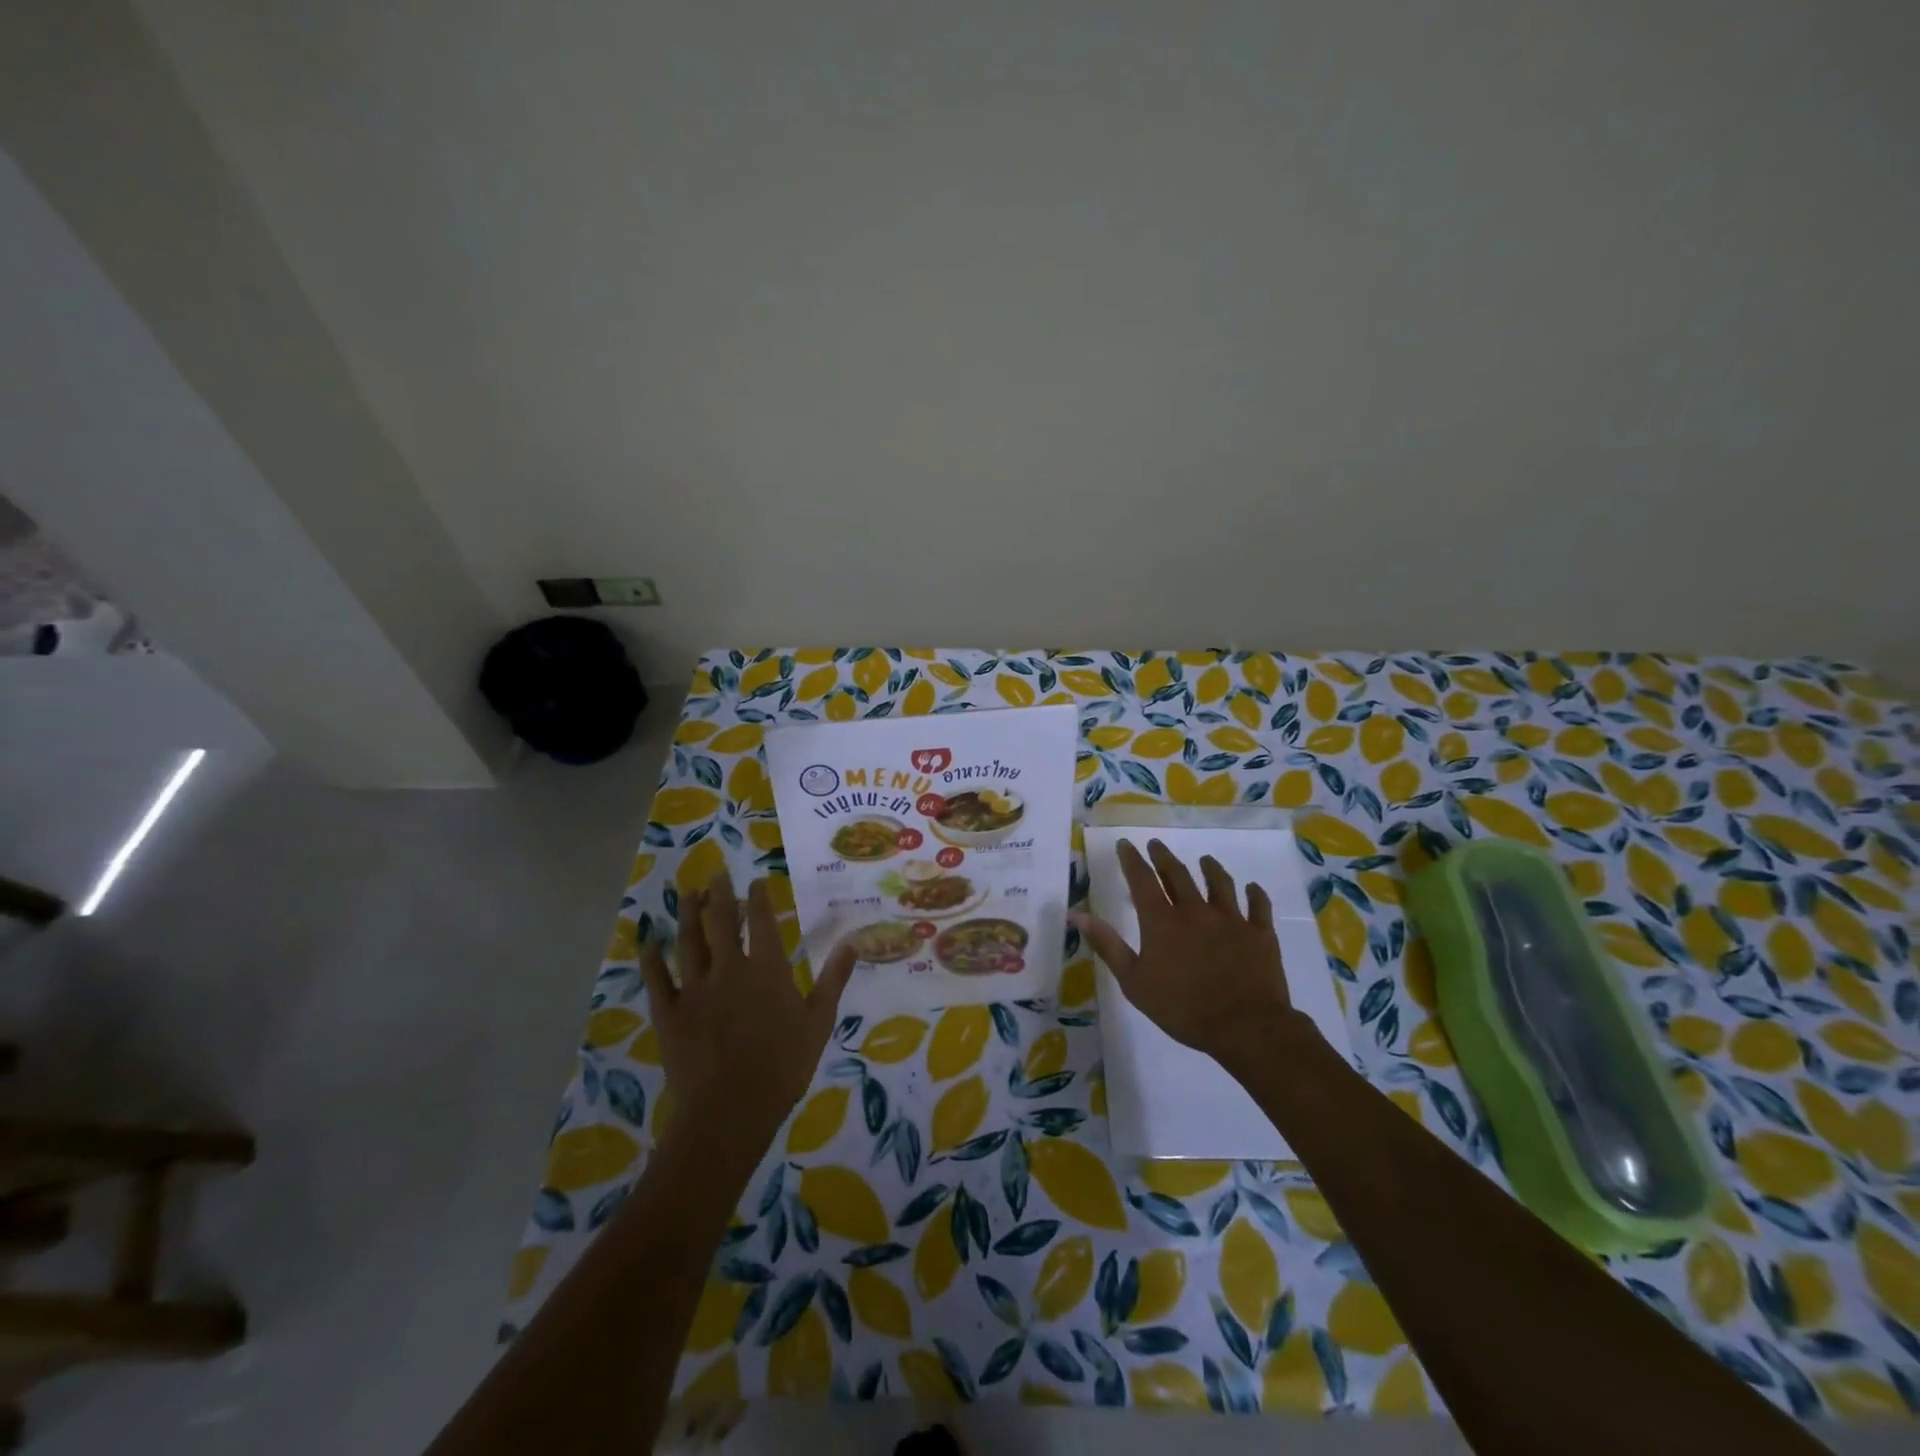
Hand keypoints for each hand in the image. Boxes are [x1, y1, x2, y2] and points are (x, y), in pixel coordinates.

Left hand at [640, 871, 854, 1157]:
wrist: (730, 1111)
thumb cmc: (783, 1066)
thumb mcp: (819, 1022)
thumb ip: (833, 978)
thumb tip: (853, 941)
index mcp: (766, 969)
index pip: (762, 921)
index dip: (759, 896)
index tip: (756, 880)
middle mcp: (728, 968)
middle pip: (721, 921)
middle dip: (719, 893)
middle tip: (716, 872)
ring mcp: (694, 989)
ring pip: (688, 941)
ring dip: (688, 914)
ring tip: (688, 892)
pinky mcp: (669, 1013)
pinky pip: (657, 978)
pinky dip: (652, 958)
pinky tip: (649, 940)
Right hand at [1070, 838, 1302, 1068]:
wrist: (1245, 1027)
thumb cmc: (1183, 1008)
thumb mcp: (1134, 982)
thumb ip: (1107, 945)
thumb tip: (1077, 915)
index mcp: (1163, 921)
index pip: (1143, 880)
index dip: (1132, 859)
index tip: (1126, 844)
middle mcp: (1196, 911)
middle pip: (1178, 875)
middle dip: (1164, 858)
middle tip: (1156, 845)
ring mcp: (1232, 919)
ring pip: (1220, 883)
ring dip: (1210, 869)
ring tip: (1205, 860)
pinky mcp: (1260, 933)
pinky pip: (1259, 906)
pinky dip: (1256, 895)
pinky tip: (1253, 889)